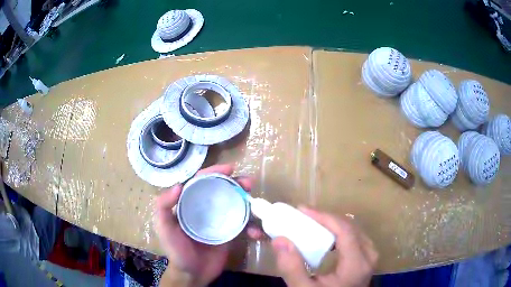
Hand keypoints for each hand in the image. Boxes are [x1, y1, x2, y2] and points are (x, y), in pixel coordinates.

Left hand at [154, 164, 254, 285]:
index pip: (201, 181)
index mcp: (188, 203)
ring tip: (255, 200)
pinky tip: (256, 232)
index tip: (229, 168)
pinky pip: (242, 224)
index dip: (214, 172)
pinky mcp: (229, 233)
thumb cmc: (176, 251)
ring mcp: (218, 220)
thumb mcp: (164, 228)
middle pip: (220, 189)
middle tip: (247, 183)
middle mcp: (204, 208)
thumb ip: (163, 207)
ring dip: (246, 200)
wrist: (193, 274)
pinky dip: (251, 226)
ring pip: (234, 204)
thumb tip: (178, 186)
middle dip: (235, 183)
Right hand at [269, 207, 377, 286]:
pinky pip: (354, 236)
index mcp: (357, 264)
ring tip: (311, 222)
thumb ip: (292, 268)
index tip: (302, 210)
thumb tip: (279, 240)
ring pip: (352, 229)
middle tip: (303, 216)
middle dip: (325, 218)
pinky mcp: (366, 257)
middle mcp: (368, 255)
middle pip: (349, 226)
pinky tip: (325, 235)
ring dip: (332, 224)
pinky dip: (337, 232)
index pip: (344, 230)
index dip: (324, 216)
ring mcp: (370, 255)